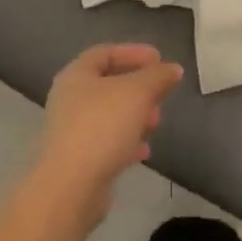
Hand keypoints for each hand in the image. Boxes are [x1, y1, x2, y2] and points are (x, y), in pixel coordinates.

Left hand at [32, 44, 183, 229]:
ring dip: (135, 116)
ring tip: (155, 123)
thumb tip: (172, 69)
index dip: (133, 52)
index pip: (105, 52)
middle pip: (109, 85)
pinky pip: (106, 142)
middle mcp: (69, 100)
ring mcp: (71, 132)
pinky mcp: (77, 160)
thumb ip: (157, 76)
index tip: (159, 60)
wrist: (70, 188)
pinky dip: (127, 142)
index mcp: (76, 75)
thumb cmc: (102, 126)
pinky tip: (143, 151)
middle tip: (160, 95)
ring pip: (109, 115)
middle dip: (139, 88)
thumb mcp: (138, 92)